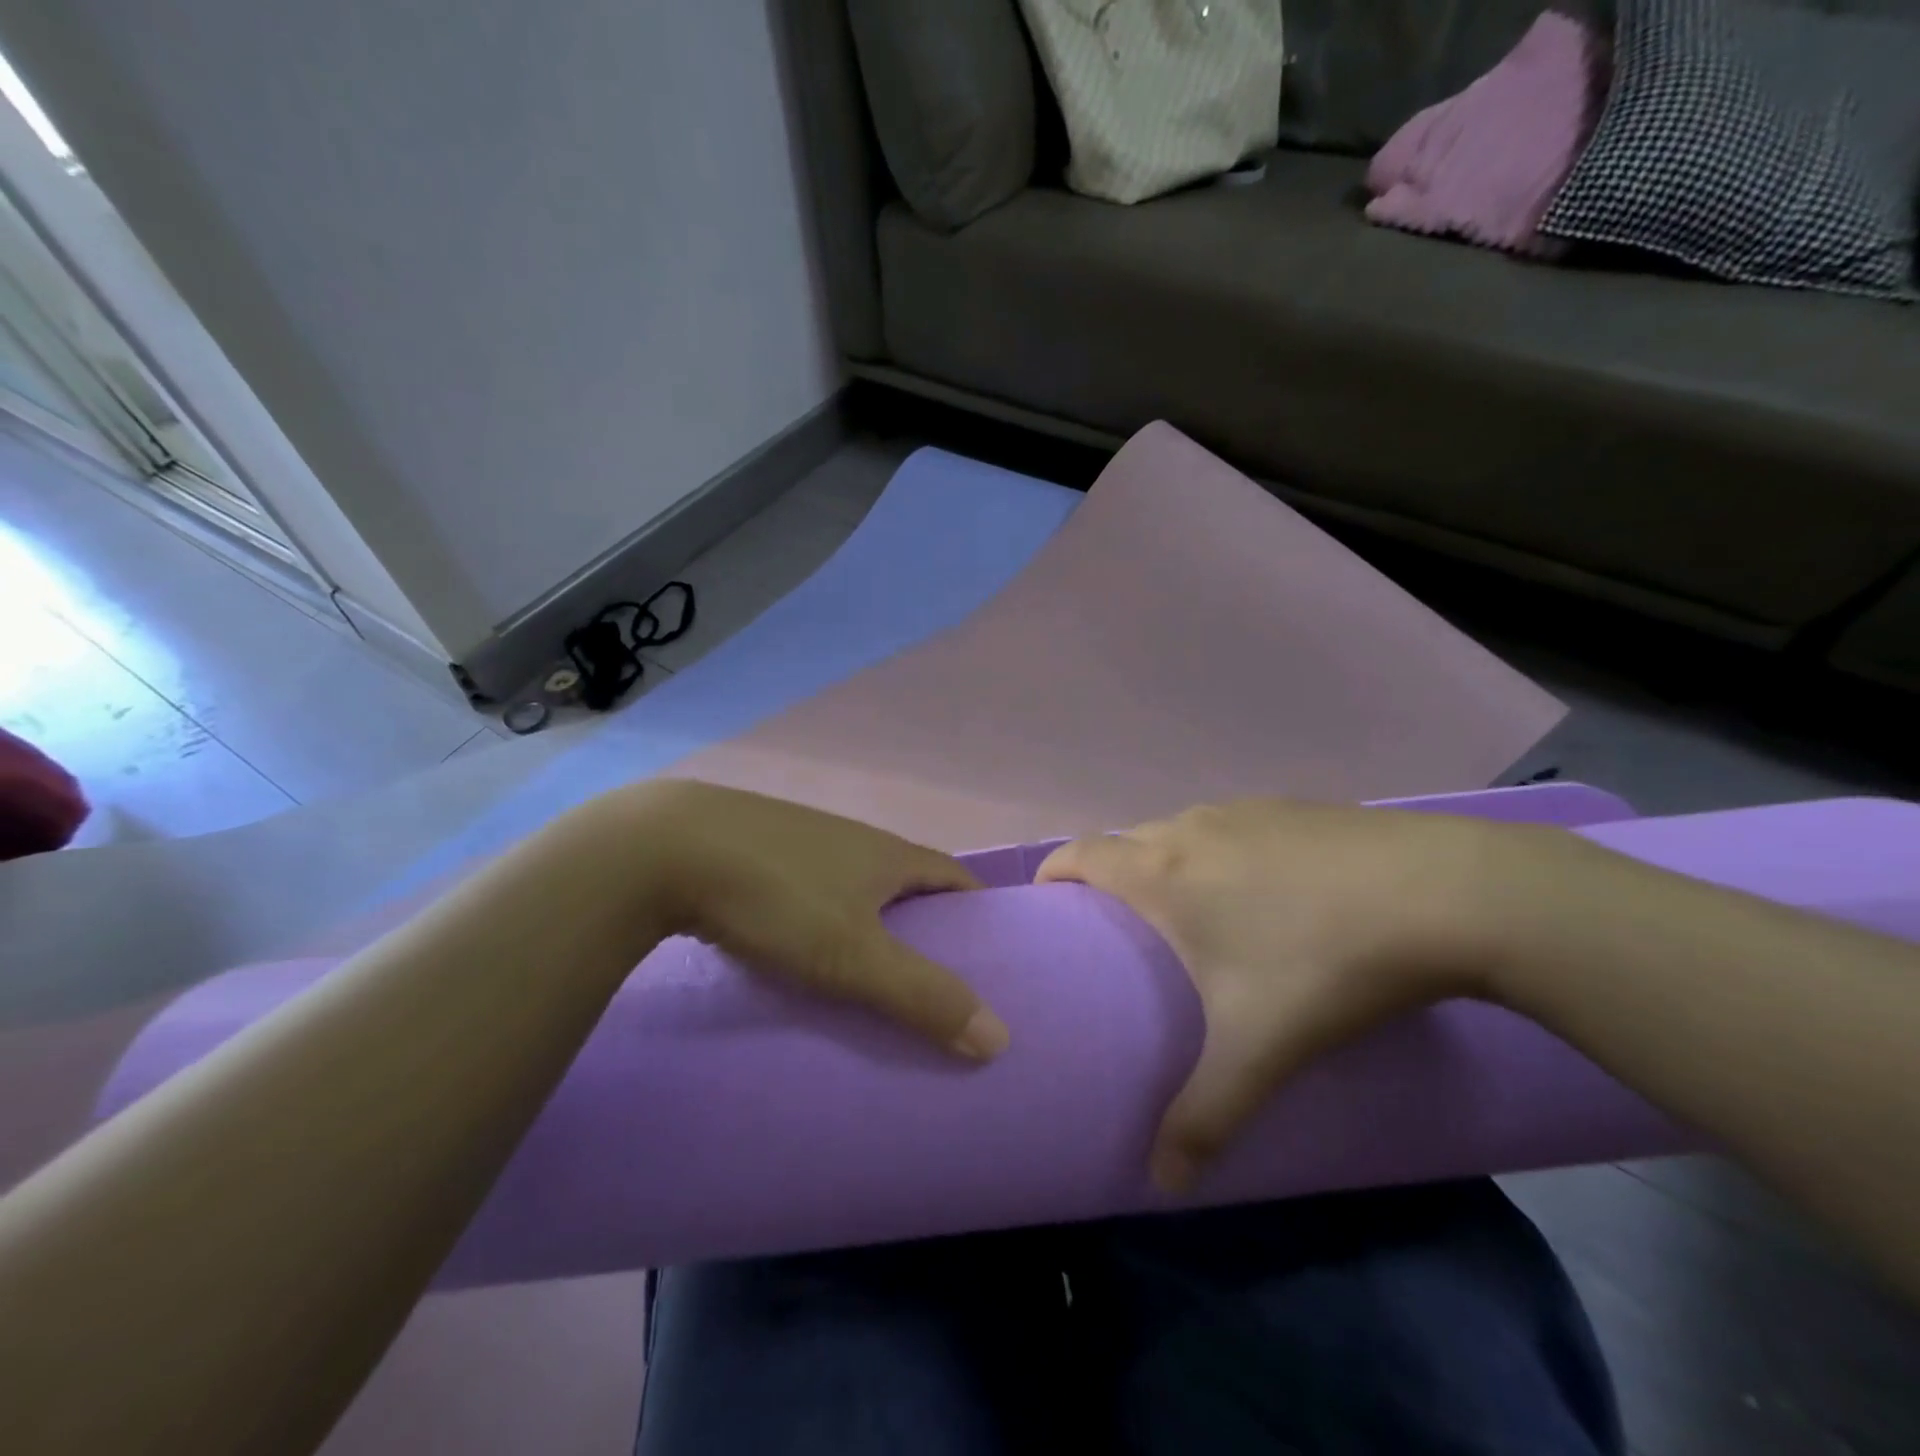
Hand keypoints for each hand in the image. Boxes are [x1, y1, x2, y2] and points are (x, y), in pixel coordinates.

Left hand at [603, 780, 1009, 1059]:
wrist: (665, 848)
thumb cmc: (778, 897)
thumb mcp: (854, 955)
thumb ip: (923, 995)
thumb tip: (1000, 1037)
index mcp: (887, 854)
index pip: (953, 876)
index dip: (977, 909)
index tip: (989, 952)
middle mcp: (852, 839)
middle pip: (905, 880)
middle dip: (925, 922)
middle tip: (932, 977)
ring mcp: (802, 840)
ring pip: (853, 882)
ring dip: (870, 919)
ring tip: (868, 973)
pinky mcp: (757, 850)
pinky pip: (809, 886)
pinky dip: (822, 915)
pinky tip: (800, 946)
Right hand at [1037, 800, 1510, 1189]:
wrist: (1449, 893)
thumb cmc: (1325, 963)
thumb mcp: (1259, 1049)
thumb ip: (1204, 1117)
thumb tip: (1162, 1184)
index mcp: (1163, 871)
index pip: (1079, 853)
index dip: (1054, 875)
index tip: (1052, 910)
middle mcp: (1192, 827)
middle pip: (1125, 841)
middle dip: (1110, 876)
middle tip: (1124, 932)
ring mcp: (1247, 810)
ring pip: (1180, 830)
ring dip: (1168, 861)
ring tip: (1192, 913)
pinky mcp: (1296, 807)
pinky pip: (1232, 825)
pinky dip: (1221, 851)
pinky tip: (1267, 892)